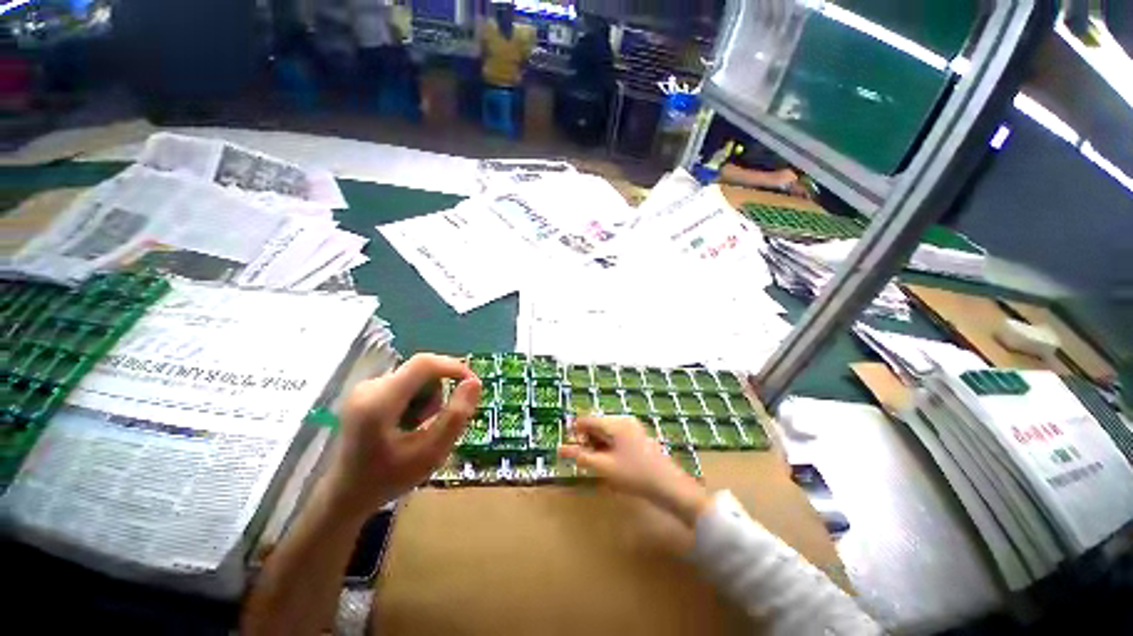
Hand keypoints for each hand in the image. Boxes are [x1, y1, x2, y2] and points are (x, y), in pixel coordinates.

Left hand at [323, 354, 481, 517]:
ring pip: (416, 377)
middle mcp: (369, 386)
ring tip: (419, 428)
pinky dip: (417, 399)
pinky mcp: (367, 391)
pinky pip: (406, 382)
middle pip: (422, 371)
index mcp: (380, 401)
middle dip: (438, 392)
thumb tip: (474, 382)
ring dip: (428, 398)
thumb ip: (455, 416)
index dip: (454, 367)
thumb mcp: (431, 453)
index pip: (424, 364)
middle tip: (438, 422)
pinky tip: (408, 423)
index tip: (472, 384)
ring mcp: (366, 387)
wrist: (347, 494)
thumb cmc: (389, 478)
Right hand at [559, 416, 711, 526]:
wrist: (670, 487)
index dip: (575, 433)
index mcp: (615, 422)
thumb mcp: (604, 467)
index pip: (586, 419)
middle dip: (587, 440)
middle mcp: (624, 419)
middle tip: (586, 460)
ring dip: (598, 444)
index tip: (571, 450)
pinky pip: (617, 436)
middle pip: (597, 424)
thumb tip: (559, 448)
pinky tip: (613, 463)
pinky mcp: (639, 436)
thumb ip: (580, 456)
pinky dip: (609, 446)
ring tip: (599, 464)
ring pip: (607, 431)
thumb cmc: (635, 475)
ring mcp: (633, 427)